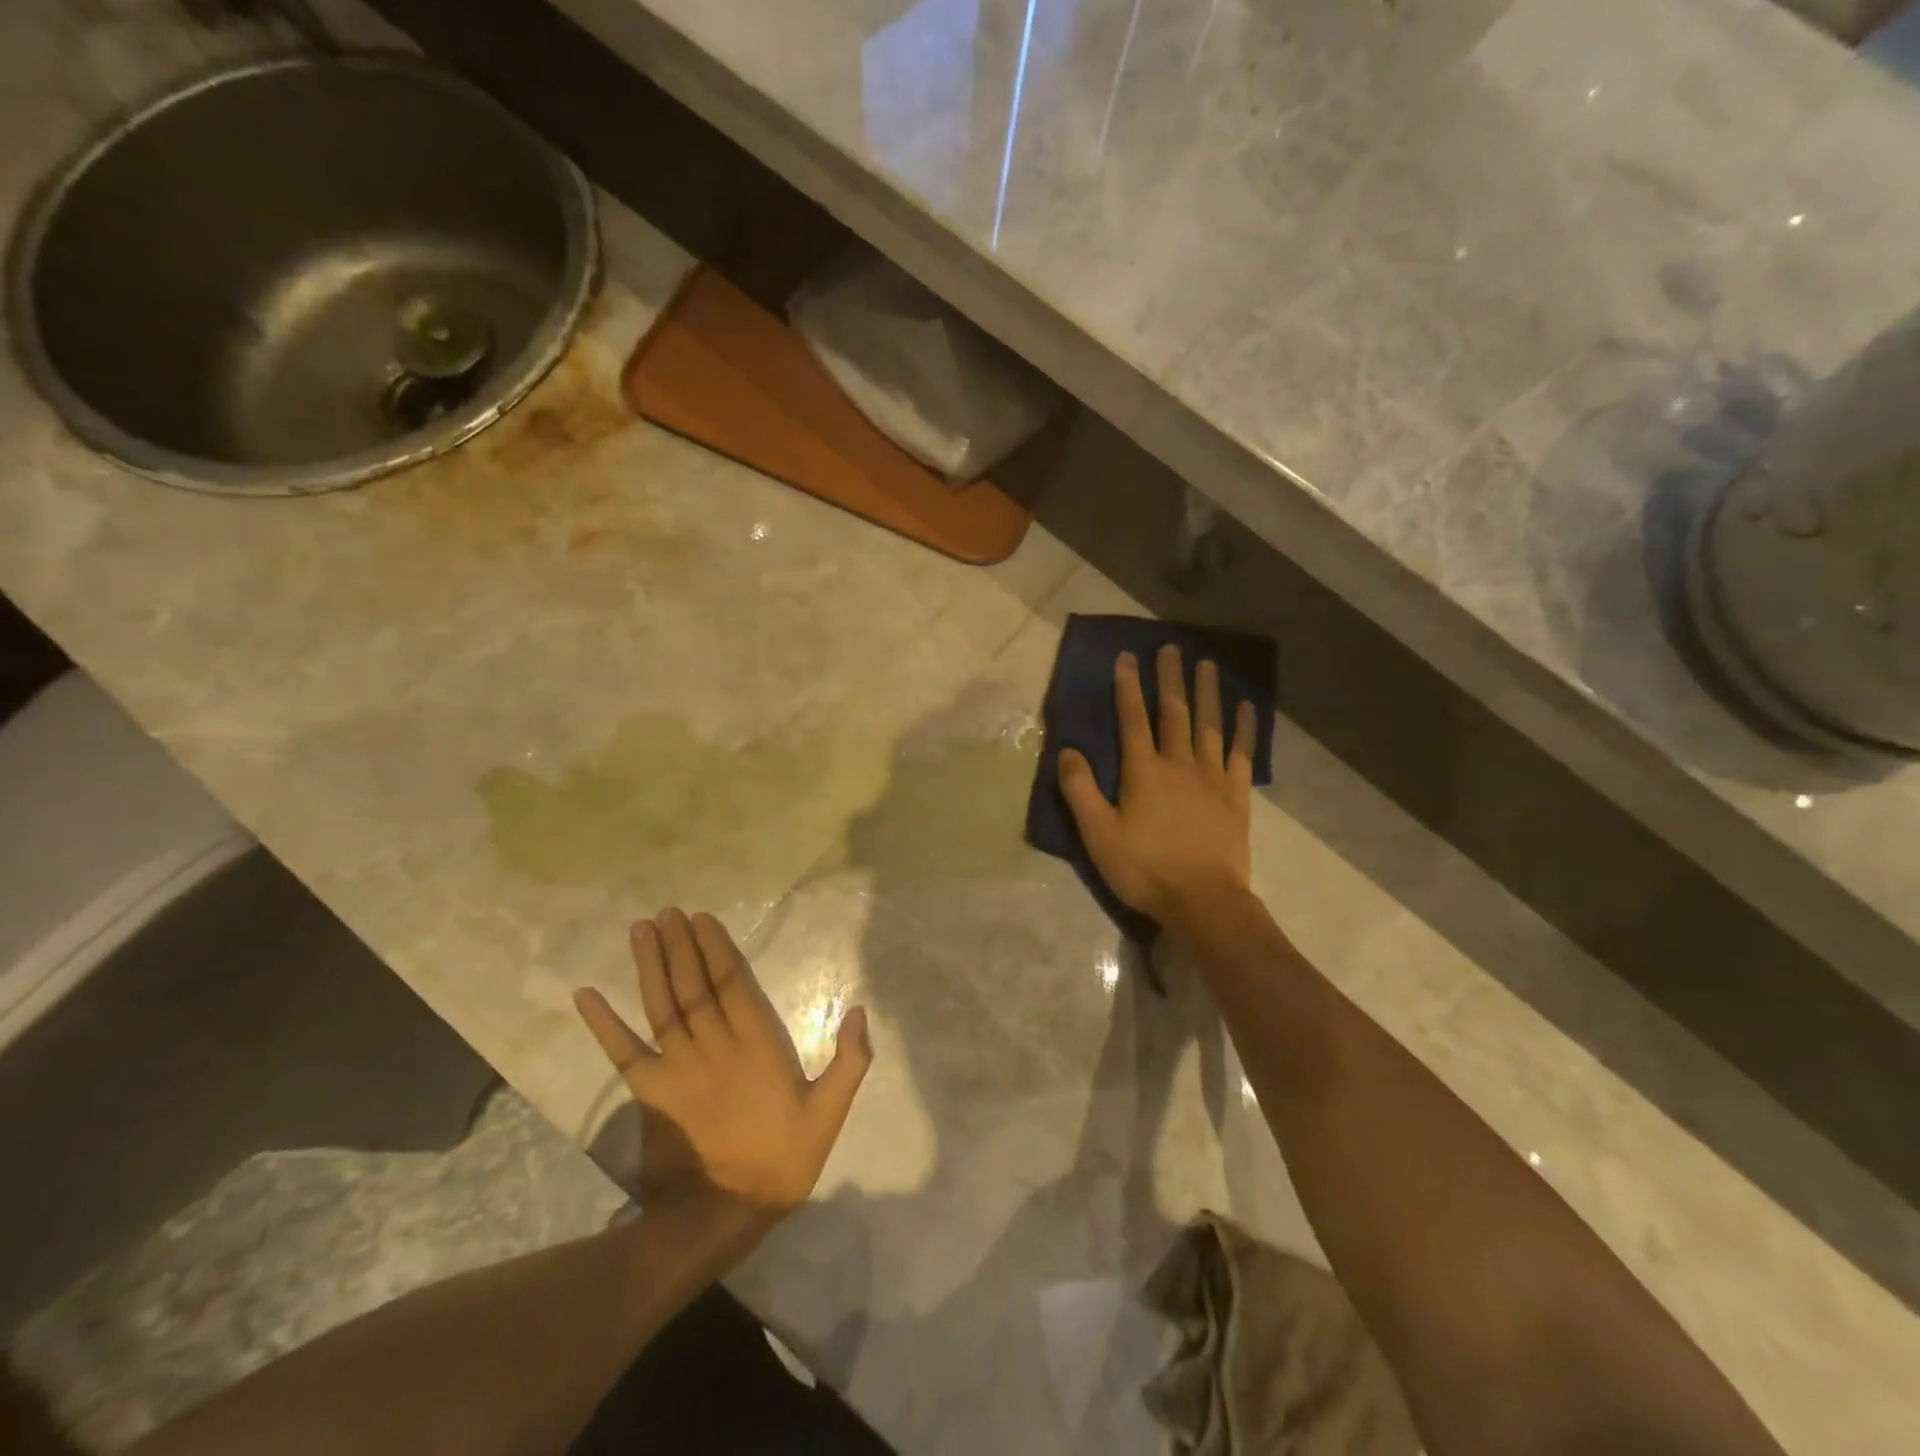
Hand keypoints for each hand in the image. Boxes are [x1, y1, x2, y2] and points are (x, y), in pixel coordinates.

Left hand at [574, 909, 871, 1231]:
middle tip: (667, 912)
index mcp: (757, 1044)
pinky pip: (623, 1051)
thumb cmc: (782, 1161)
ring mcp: (677, 1067)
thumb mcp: (829, 1114)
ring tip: (640, 930)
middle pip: (694, 985)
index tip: (703, 918)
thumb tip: (858, 1011)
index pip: (734, 983)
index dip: (717, 948)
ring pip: (662, 1004)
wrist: (723, 1214)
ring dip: (650, 966)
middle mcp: (714, 1045)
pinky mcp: (650, 1092)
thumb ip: (849, 1062)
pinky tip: (585, 995)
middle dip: (681, 945)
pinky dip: (603, 1023)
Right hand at [1059, 645, 1255, 925]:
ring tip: (1207, 664)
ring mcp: (1212, 777)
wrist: (1203, 901)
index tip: (1127, 657)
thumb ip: (1081, 791)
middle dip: (1169, 678)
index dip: (1128, 687)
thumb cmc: (1145, 869)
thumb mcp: (1098, 834)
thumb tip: (1068, 750)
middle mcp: (1179, 764)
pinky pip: (1242, 753)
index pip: (1132, 719)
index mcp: (1143, 771)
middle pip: (1174, 712)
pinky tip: (1245, 708)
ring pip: (1209, 725)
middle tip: (1170, 647)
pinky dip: (1244, 728)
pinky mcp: (1236, 795)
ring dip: (1207, 692)